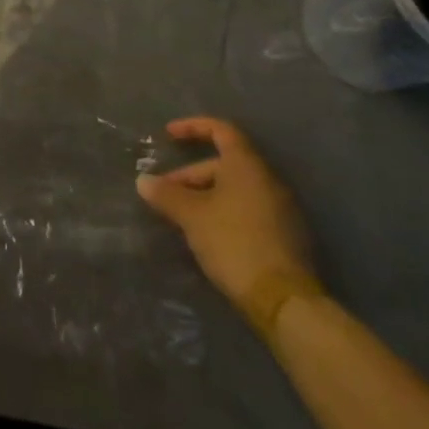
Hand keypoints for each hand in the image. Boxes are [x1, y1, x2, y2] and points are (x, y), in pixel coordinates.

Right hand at [137, 117, 314, 321]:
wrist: (284, 300)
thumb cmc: (234, 242)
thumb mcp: (191, 216)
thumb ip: (166, 194)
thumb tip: (143, 180)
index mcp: (247, 166)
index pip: (221, 130)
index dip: (192, 127)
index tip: (168, 135)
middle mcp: (268, 180)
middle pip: (224, 164)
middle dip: (190, 175)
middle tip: (165, 193)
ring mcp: (281, 208)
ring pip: (235, 189)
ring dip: (205, 195)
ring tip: (181, 216)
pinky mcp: (285, 235)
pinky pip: (247, 209)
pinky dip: (223, 211)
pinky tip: (206, 234)